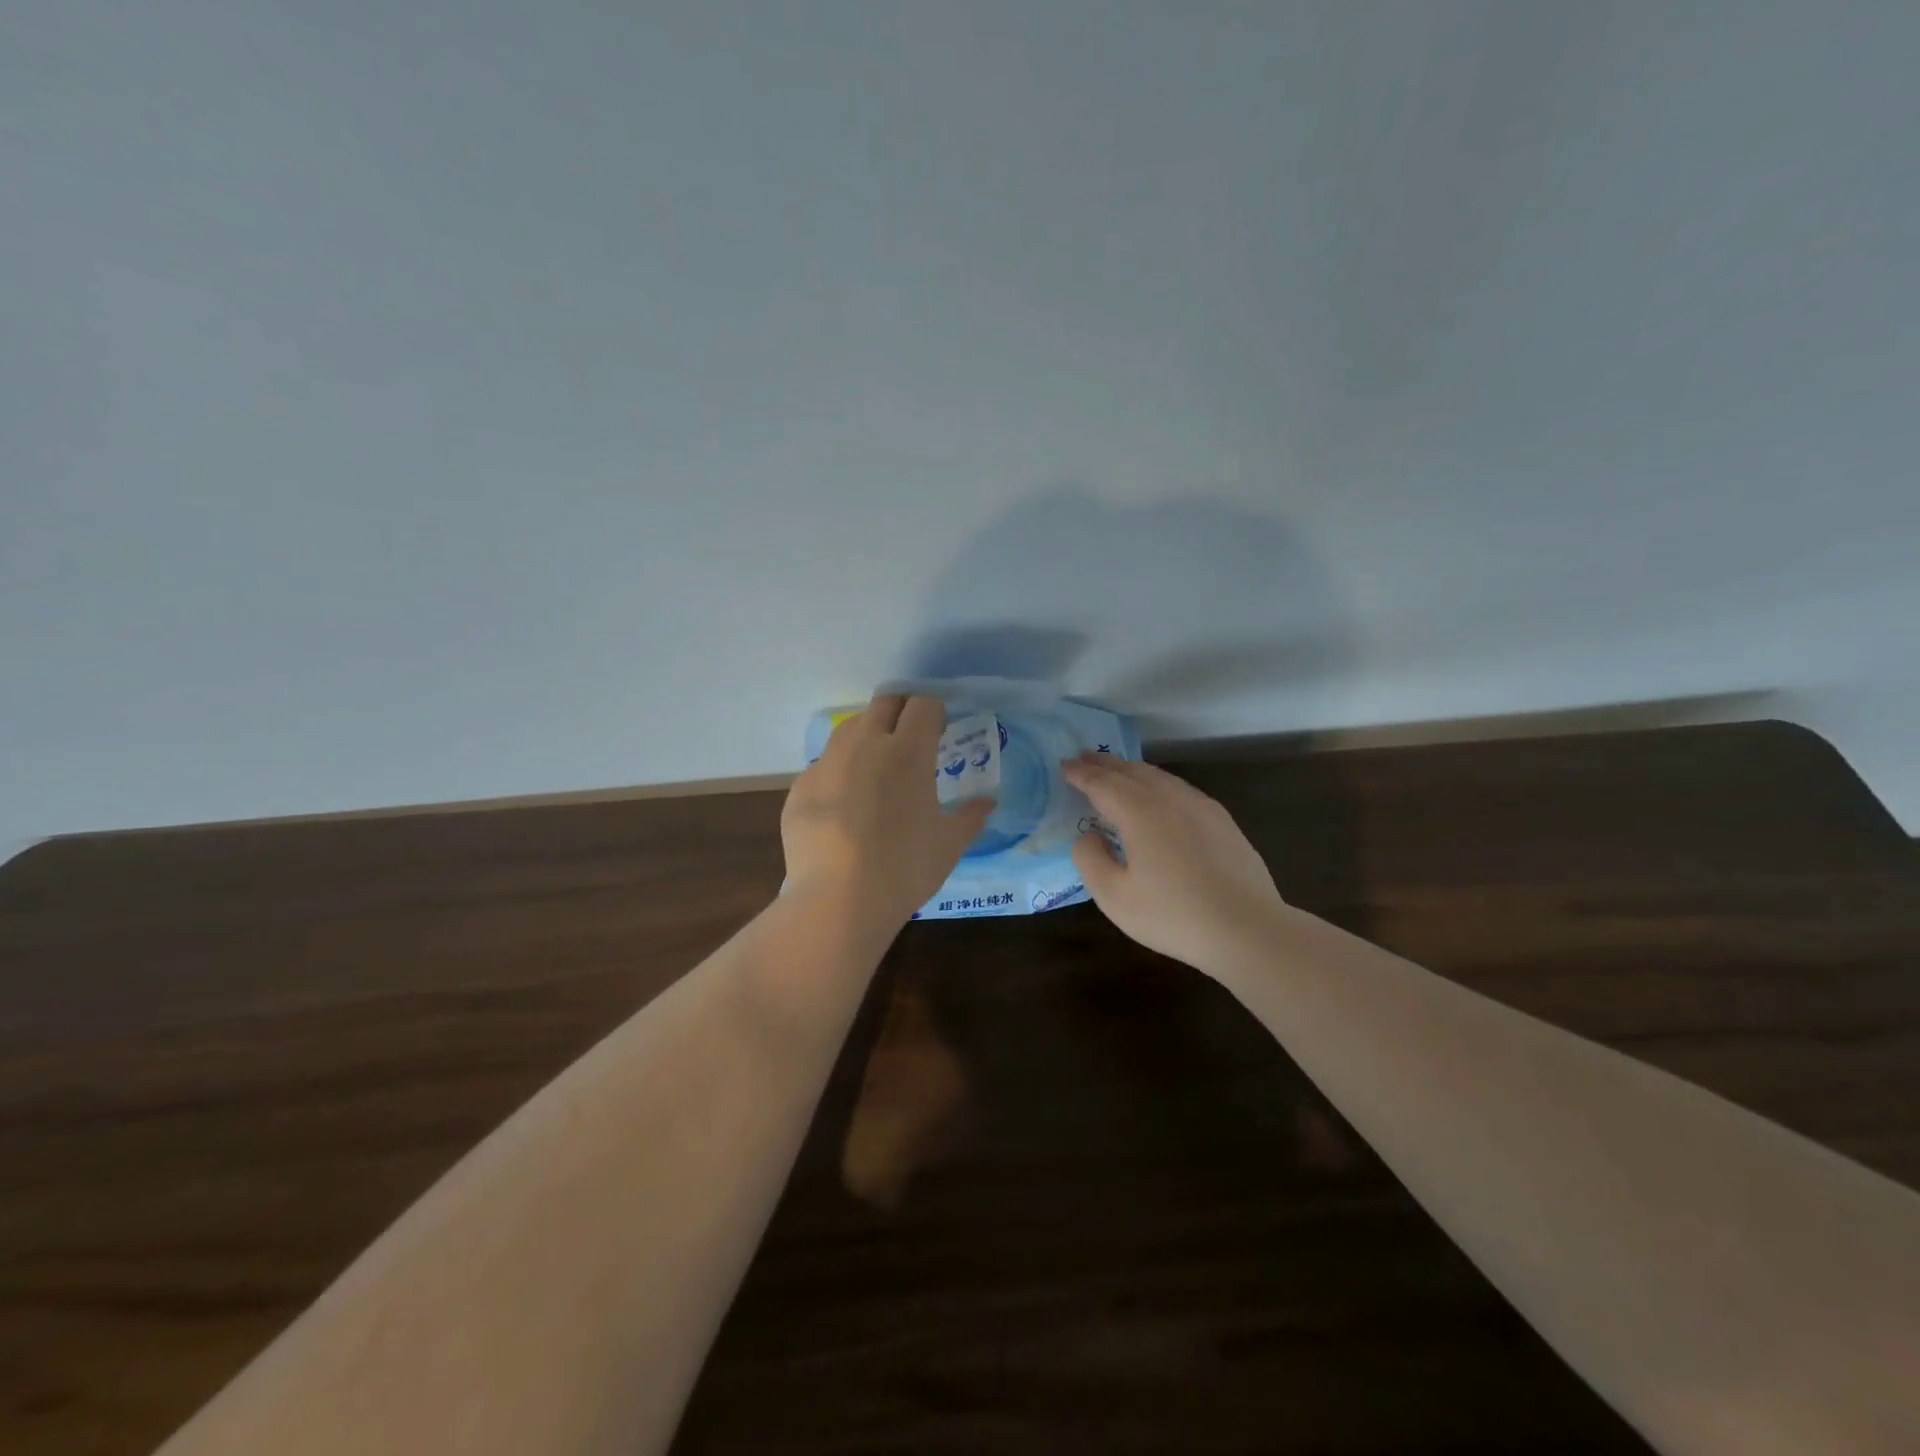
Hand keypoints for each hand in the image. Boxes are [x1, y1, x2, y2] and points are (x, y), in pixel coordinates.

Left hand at [782, 694, 993, 928]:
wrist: (838, 900)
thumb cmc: (905, 867)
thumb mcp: (949, 845)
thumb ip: (970, 817)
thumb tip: (986, 803)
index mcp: (908, 751)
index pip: (922, 705)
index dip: (933, 713)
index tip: (939, 731)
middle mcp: (865, 744)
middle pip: (883, 704)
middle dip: (900, 712)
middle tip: (909, 740)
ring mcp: (827, 764)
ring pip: (848, 729)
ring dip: (867, 736)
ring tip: (875, 768)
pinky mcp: (800, 787)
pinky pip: (824, 767)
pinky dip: (839, 774)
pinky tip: (844, 807)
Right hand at [1062, 753, 1285, 972]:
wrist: (1247, 929)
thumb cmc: (1173, 915)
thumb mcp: (1114, 896)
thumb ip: (1090, 859)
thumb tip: (1088, 836)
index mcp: (1139, 812)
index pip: (1101, 783)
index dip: (1080, 773)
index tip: (1064, 765)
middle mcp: (1169, 797)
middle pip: (1130, 771)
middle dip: (1104, 764)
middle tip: (1083, 759)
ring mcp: (1200, 805)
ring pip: (1158, 776)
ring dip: (1131, 770)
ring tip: (1115, 772)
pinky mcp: (1221, 819)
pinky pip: (1179, 788)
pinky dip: (1157, 783)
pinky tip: (1158, 796)